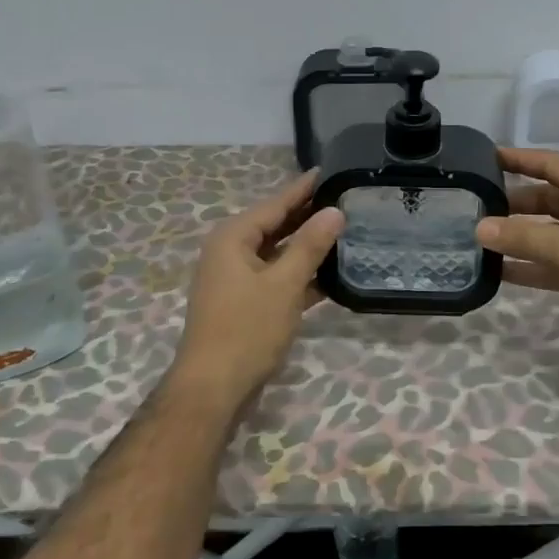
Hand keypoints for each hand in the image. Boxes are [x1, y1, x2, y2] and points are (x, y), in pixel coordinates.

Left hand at [176, 170, 343, 400]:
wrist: (213, 388)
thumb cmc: (247, 329)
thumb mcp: (284, 284)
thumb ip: (310, 245)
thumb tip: (334, 211)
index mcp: (233, 238)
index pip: (275, 203)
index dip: (303, 189)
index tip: (329, 170)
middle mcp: (230, 252)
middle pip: (275, 226)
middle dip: (307, 216)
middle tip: (345, 200)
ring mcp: (236, 280)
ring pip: (277, 254)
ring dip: (306, 247)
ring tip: (345, 233)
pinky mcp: (244, 304)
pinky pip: (275, 278)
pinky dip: (299, 275)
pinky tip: (330, 275)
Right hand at [476, 147, 558, 362]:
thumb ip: (522, 237)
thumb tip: (479, 227)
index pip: (553, 164)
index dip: (520, 159)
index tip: (487, 157)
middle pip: (549, 199)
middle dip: (515, 204)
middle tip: (476, 206)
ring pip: (550, 233)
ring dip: (520, 237)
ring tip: (481, 239)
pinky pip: (555, 262)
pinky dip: (532, 265)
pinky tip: (500, 272)